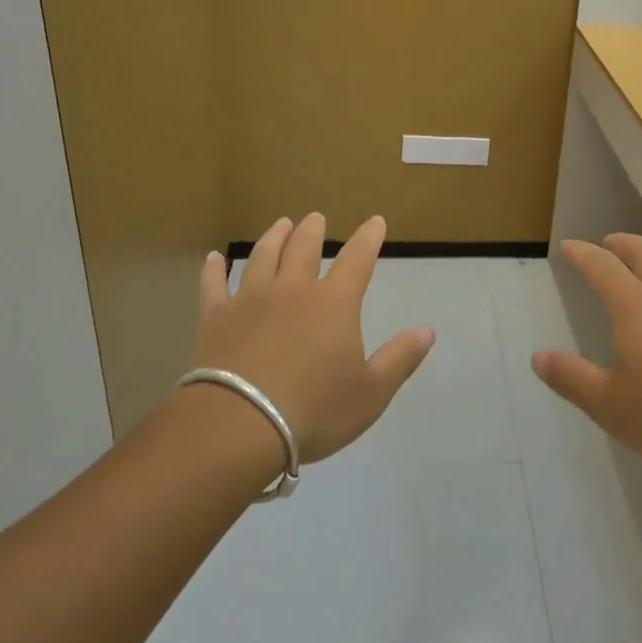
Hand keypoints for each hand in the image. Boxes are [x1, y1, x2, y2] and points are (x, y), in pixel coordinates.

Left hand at [192, 213, 434, 462]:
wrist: (239, 425)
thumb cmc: (314, 410)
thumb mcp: (371, 393)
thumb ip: (400, 359)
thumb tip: (428, 330)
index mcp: (334, 303)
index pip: (357, 260)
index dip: (368, 238)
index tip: (375, 221)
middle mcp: (293, 290)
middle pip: (304, 249)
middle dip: (313, 230)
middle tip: (315, 218)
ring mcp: (250, 299)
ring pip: (263, 257)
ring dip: (274, 237)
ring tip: (281, 224)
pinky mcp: (215, 317)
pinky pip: (214, 285)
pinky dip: (214, 269)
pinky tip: (213, 258)